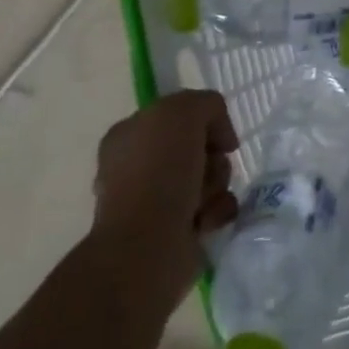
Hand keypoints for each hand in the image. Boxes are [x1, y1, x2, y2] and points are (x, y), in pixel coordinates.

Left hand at [90, 90, 238, 282]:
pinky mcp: (175, 229)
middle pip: (199, 146)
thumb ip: (206, 104)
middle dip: (213, 157)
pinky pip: (213, 207)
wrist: (147, 245)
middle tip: (207, 169)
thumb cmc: (159, 172)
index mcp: (130, 135)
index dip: (204, 121)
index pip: (180, 115)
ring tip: (205, 201)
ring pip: (210, 176)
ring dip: (217, 184)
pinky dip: (217, 211)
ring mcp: (155, 200)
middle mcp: (138, 165)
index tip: (214, 136)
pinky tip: (208, 220)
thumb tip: (218, 137)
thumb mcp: (184, 111)